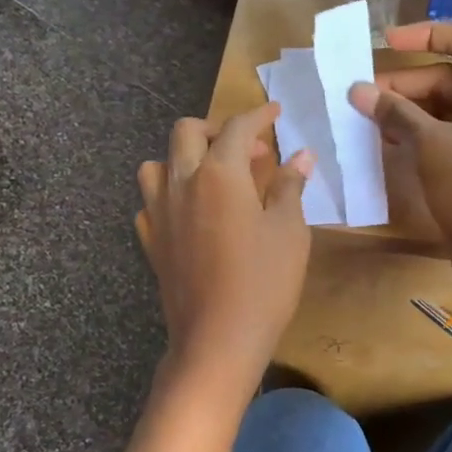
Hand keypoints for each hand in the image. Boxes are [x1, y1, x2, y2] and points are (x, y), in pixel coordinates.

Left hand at [135, 104, 312, 385]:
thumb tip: (301, 156)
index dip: (259, 116)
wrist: (217, 339)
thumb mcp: (289, 232)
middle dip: (216, 129)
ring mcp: (159, 213)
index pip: (237, 128)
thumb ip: (289, 187)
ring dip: (183, 158)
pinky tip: (188, 212)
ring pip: (157, 164)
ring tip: (210, 175)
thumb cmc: (264, 283)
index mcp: (219, 174)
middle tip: (245, 148)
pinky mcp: (150, 242)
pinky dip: (168, 195)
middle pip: (186, 132)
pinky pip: (150, 203)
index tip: (275, 112)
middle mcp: (182, 183)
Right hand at [348, 22, 451, 316]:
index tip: (386, 42)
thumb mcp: (431, 144)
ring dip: (407, 111)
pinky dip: (418, 134)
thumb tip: (357, 90)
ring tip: (367, 118)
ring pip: (444, 109)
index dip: (427, 34)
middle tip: (362, 95)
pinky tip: (386, 140)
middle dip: (405, 84)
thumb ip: (395, 112)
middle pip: (450, 77)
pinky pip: (446, 136)